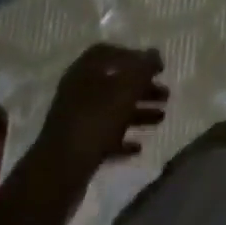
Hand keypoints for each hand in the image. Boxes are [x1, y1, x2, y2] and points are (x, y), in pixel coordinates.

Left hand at [34, 44, 168, 181]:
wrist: (60, 171)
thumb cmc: (95, 120)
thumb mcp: (126, 89)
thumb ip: (143, 68)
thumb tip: (155, 53)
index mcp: (85, 70)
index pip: (111, 52)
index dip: (135, 57)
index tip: (157, 68)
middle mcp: (78, 90)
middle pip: (115, 83)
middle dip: (142, 88)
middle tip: (166, 95)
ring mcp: (76, 120)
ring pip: (112, 110)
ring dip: (138, 112)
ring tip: (161, 118)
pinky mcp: (77, 146)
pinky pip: (104, 137)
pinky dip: (123, 139)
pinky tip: (139, 147)